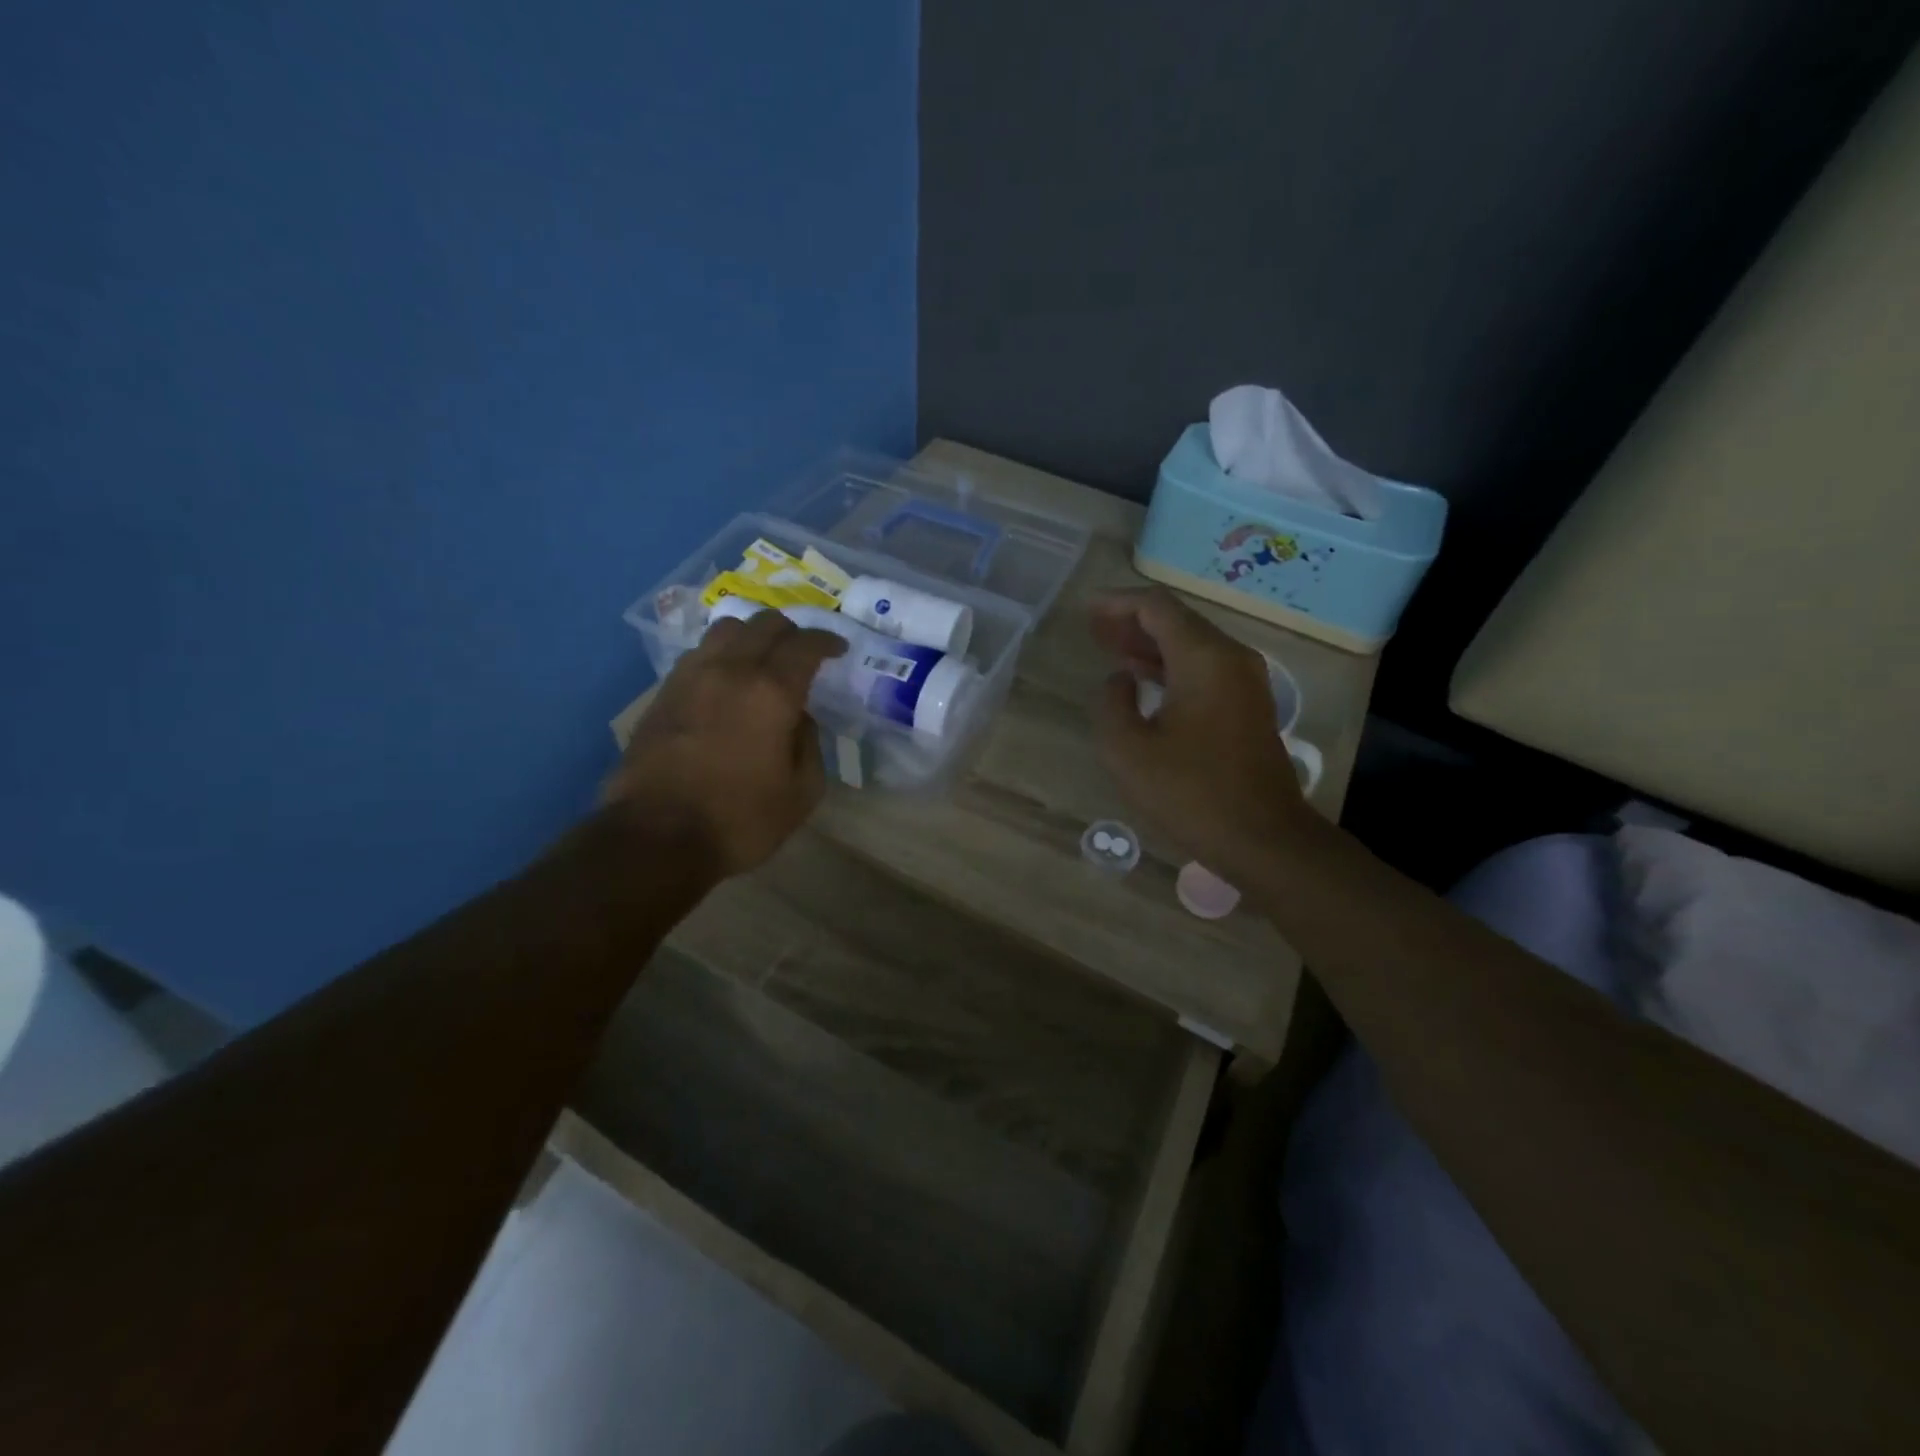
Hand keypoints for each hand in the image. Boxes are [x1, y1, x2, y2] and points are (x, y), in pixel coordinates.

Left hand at [605, 611, 845, 877]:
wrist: (655, 837)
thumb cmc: (739, 820)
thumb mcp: (801, 793)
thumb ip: (809, 744)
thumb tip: (800, 718)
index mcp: (771, 692)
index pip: (805, 644)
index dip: (827, 641)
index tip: (838, 649)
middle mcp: (730, 670)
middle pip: (764, 623)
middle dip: (791, 631)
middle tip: (803, 653)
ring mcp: (690, 677)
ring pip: (725, 629)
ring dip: (751, 635)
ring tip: (761, 659)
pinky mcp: (662, 693)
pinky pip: (699, 654)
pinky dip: (721, 654)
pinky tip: (726, 680)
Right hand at [1090, 588, 1315, 877]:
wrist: (1263, 838)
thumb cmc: (1191, 792)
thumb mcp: (1127, 750)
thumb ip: (1111, 702)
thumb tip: (1120, 680)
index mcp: (1204, 658)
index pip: (1157, 607)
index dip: (1118, 603)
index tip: (1087, 611)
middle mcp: (1231, 658)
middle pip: (1178, 621)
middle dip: (1133, 622)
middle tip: (1094, 630)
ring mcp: (1246, 682)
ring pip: (1192, 645)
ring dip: (1151, 645)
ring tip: (1110, 650)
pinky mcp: (1249, 706)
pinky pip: (1205, 669)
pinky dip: (1171, 667)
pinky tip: (1144, 680)